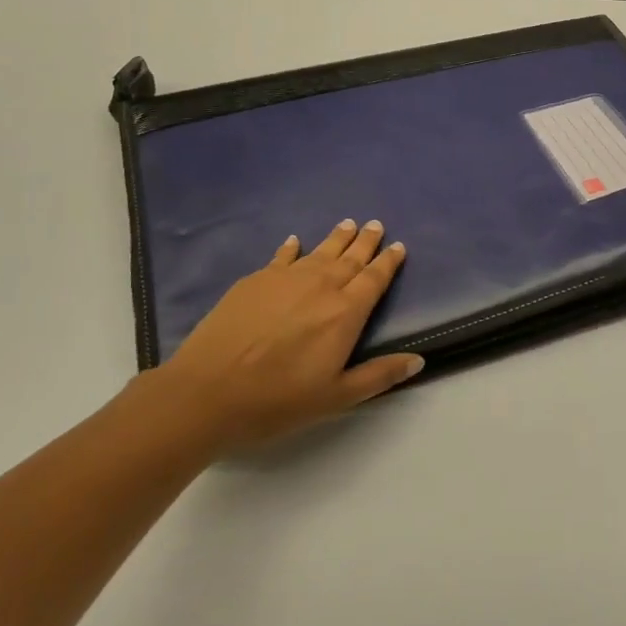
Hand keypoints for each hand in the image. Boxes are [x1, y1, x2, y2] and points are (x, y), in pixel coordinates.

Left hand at [145, 219, 423, 456]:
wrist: (207, 392)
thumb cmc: (277, 401)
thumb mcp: (335, 398)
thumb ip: (378, 376)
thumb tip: (419, 361)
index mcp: (345, 313)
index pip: (374, 280)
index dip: (388, 262)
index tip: (398, 246)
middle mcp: (320, 286)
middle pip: (350, 258)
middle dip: (366, 242)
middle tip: (376, 225)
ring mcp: (285, 279)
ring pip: (319, 251)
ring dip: (337, 238)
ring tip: (348, 224)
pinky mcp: (255, 280)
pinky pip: (281, 256)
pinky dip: (292, 247)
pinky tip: (294, 241)